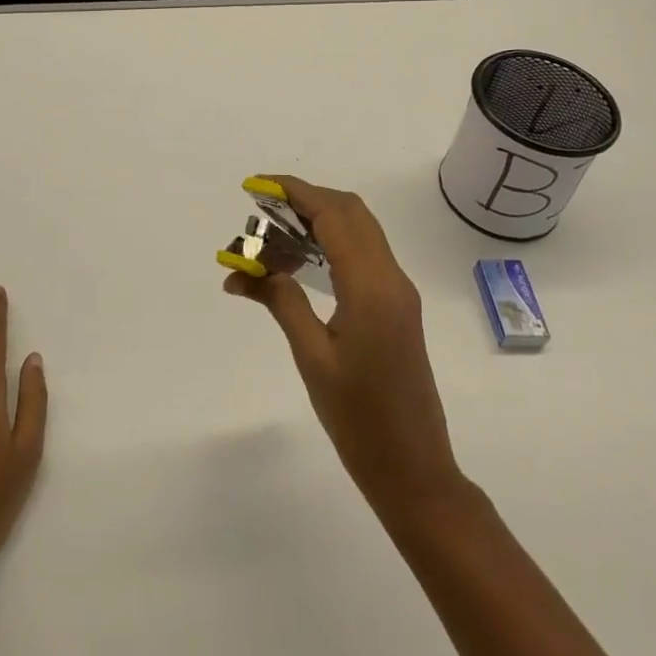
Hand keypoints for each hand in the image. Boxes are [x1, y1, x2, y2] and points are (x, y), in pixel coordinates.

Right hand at [224, 177, 461, 521]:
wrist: (415, 470)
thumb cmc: (359, 419)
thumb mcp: (312, 357)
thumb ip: (281, 302)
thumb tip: (239, 271)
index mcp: (371, 286)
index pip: (333, 216)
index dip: (295, 192)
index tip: (258, 184)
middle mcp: (391, 278)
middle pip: (351, 212)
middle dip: (307, 198)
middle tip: (264, 207)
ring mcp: (398, 292)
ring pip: (360, 230)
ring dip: (320, 219)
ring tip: (275, 231)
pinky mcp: (397, 306)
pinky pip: (364, 254)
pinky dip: (333, 241)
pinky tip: (303, 259)